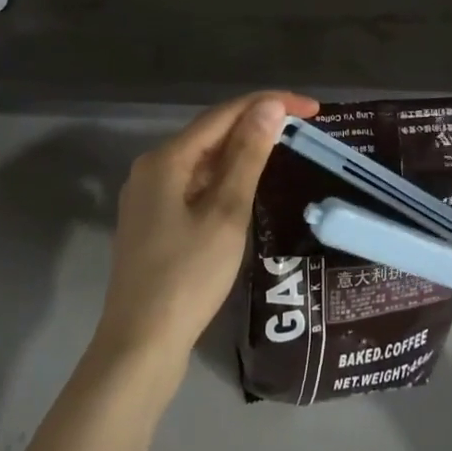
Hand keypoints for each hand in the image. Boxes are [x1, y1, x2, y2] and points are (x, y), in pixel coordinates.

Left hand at [92, 91, 318, 371]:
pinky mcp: (153, 221)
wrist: (139, 346)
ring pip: (203, 159)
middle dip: (256, 123)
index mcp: (165, 159)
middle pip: (211, 132)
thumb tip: (269, 107)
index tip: (312, 108)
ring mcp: (148, 196)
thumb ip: (248, 156)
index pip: (224, 114)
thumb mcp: (226, 213)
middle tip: (303, 127)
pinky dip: (225, 177)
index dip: (269, 103)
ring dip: (241, 150)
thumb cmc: (187, 277)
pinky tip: (247, 184)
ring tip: (284, 148)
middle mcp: (151, 168)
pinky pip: (195, 183)